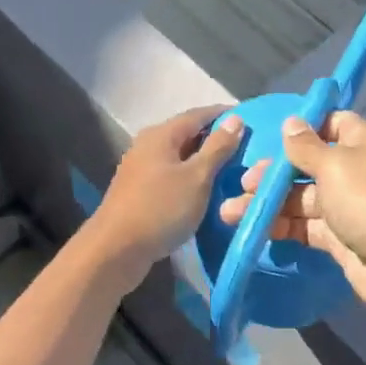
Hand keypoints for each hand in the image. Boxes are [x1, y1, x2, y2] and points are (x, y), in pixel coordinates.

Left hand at [85, 106, 244, 290]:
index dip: (223, 115)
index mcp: (161, 134)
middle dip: (215, 138)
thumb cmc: (160, 208)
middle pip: (187, 134)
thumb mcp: (197, 177)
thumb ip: (217, 148)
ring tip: (231, 168)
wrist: (116, 249)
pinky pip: (172, 175)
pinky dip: (190, 177)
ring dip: (203, 160)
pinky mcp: (139, 191)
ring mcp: (141, 168)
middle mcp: (147, 145)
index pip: (198, 114)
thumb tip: (235, 119)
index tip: (250, 118)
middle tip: (245, 146)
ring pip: (179, 156)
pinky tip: (205, 190)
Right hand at [219, 111, 365, 324]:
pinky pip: (303, 227)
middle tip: (243, 184)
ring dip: (267, 204)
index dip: (299, 128)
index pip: (327, 123)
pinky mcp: (338, 239)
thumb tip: (291, 122)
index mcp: (358, 142)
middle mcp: (351, 170)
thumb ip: (305, 146)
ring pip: (298, 199)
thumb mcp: (334, 166)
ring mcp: (344, 206)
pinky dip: (279, 227)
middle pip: (305, 164)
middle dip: (272, 173)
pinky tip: (252, 230)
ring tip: (230, 213)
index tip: (267, 136)